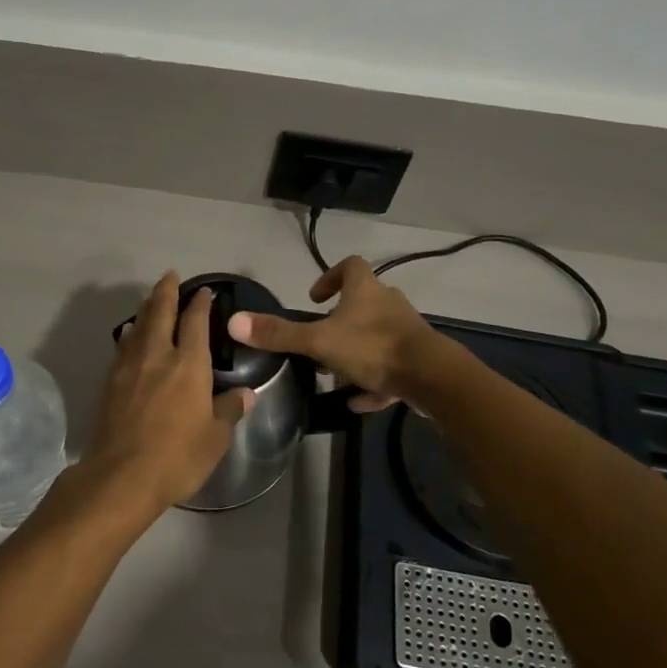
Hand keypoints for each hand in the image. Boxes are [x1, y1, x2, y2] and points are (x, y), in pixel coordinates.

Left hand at [66, 272, 252, 528]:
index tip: (204, 290)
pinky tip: (129, 334)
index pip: (196, 322)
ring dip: (147, 308)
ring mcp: (129, 366)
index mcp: (189, 364)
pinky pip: (123, 345)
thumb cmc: (177, 457)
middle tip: (170, 275)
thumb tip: (245, 394)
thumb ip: (229, 410)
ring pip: (139, 325)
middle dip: (167, 291)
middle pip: (161, 312)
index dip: (200, 303)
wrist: (121, 475)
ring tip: (152, 299)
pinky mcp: (110, 381)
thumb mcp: (215, 438)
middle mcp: (158, 355)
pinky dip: (130, 333)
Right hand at [229, 257, 442, 413]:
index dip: (330, 276)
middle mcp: (389, 304)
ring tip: (337, 373)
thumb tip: (234, 322)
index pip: (350, 266)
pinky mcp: (418, 360)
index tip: (314, 297)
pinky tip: (360, 401)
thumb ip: (279, 334)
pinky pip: (392, 367)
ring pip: (378, 335)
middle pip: (364, 302)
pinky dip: (375, 380)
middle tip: (321, 338)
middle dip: (342, 319)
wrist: (432, 377)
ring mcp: (406, 332)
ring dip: (357, 351)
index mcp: (366, 290)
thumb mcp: (319, 341)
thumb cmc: (373, 348)